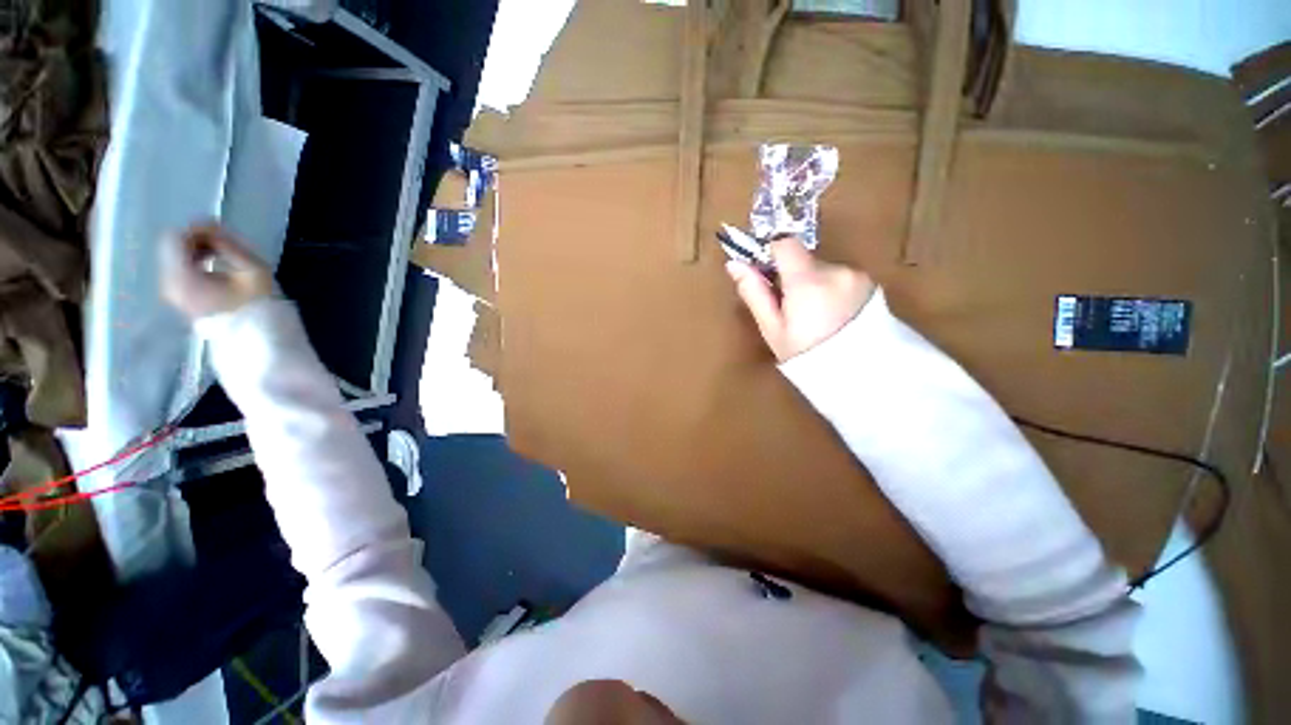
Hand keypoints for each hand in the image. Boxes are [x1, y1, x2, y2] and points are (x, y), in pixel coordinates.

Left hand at [161, 223, 273, 319]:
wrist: (255, 337)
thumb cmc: (257, 304)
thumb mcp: (252, 269)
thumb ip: (229, 245)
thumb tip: (212, 228)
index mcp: (183, 276)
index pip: (175, 238)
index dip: (196, 229)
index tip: (220, 233)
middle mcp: (169, 283)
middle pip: (172, 247)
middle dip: (196, 240)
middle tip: (223, 244)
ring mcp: (172, 293)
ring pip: (174, 257)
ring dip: (196, 251)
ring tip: (222, 257)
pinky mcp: (178, 298)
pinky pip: (178, 270)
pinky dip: (194, 263)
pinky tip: (214, 268)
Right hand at [726, 237, 874, 361]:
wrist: (859, 375)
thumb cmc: (806, 355)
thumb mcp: (772, 328)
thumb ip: (754, 292)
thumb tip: (733, 264)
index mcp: (807, 281)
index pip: (785, 244)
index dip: (771, 255)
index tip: (767, 275)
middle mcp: (835, 270)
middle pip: (804, 260)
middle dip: (794, 278)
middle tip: (791, 309)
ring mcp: (856, 276)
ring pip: (823, 270)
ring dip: (814, 285)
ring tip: (815, 317)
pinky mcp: (871, 284)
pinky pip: (842, 278)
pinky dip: (833, 290)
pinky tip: (834, 316)